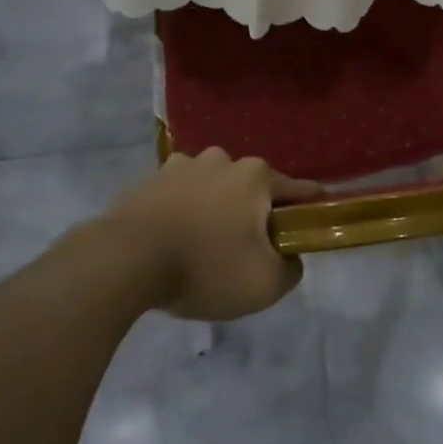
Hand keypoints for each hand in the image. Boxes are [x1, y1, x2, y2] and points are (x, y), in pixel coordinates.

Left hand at [99, 149, 320, 320]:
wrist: (126, 260)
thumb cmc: (205, 267)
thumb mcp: (265, 284)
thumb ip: (291, 268)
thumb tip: (290, 256)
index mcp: (255, 176)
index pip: (297, 189)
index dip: (310, 207)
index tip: (316, 220)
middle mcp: (222, 159)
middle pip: (251, 187)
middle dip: (254, 212)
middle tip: (249, 248)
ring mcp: (182, 165)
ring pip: (213, 187)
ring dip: (216, 207)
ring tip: (206, 243)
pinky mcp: (150, 179)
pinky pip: (179, 194)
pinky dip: (183, 210)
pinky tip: (175, 237)